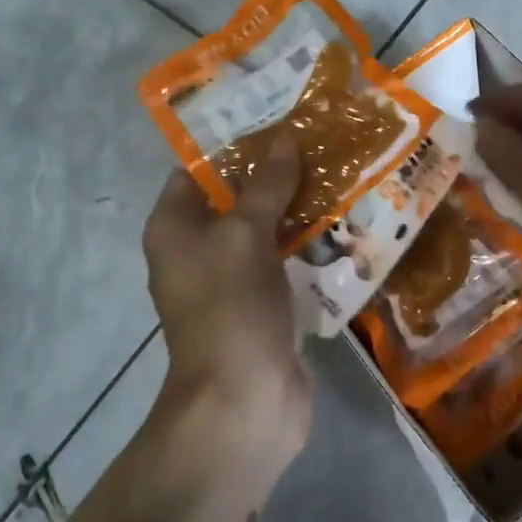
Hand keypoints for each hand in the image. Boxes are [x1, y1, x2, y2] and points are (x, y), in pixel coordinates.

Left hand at [142, 136, 311, 458]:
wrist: (246, 401)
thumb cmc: (231, 307)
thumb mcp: (246, 235)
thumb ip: (266, 186)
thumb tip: (285, 139)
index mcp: (173, 229)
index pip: (196, 172)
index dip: (233, 146)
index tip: (278, 121)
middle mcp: (197, 252)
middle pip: (236, 201)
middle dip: (275, 176)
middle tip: (321, 143)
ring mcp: (231, 283)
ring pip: (265, 234)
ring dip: (298, 212)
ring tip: (342, 175)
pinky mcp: (263, 308)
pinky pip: (285, 266)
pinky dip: (309, 248)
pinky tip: (347, 226)